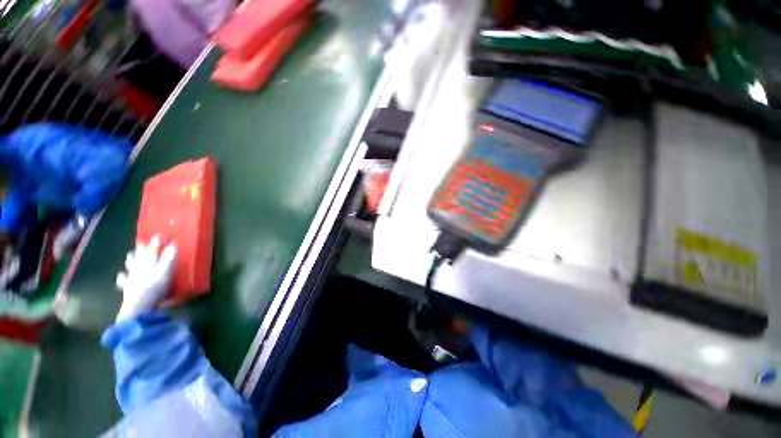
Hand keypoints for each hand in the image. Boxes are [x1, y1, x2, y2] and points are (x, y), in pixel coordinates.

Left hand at [115, 236, 176, 321]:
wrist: (138, 307)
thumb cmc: (155, 289)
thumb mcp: (166, 273)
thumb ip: (169, 260)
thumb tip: (174, 245)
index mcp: (149, 264)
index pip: (153, 251)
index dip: (155, 243)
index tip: (158, 235)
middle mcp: (139, 268)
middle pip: (139, 257)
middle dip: (140, 249)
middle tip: (140, 242)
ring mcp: (132, 278)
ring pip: (130, 266)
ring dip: (130, 260)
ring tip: (129, 255)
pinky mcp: (127, 288)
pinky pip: (123, 281)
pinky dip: (122, 277)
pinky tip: (120, 276)